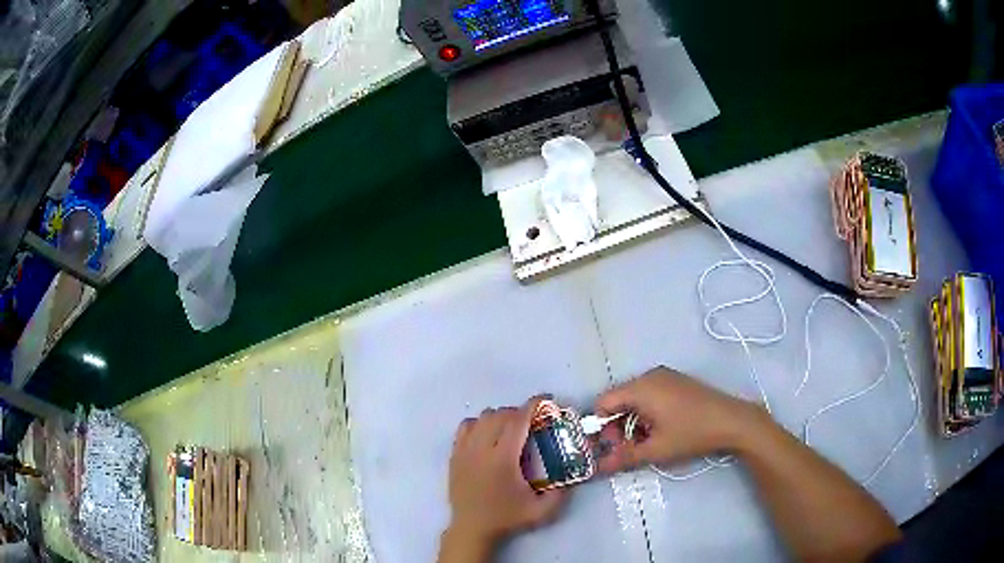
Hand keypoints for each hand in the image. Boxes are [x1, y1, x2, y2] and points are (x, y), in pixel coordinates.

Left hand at [445, 398, 567, 546]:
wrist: (472, 529)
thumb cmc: (506, 518)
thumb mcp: (541, 510)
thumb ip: (561, 493)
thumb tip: (574, 475)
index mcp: (502, 459)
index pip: (518, 420)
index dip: (533, 405)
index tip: (546, 399)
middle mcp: (480, 449)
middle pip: (499, 414)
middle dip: (519, 412)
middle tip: (532, 423)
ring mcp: (464, 451)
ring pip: (480, 418)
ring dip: (498, 418)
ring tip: (509, 430)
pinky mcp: (454, 456)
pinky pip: (464, 427)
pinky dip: (478, 425)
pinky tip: (487, 437)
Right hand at [593, 367, 763, 472]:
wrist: (732, 420)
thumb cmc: (691, 433)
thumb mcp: (656, 450)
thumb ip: (624, 457)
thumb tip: (598, 468)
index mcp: (641, 388)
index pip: (604, 401)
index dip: (600, 425)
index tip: (608, 446)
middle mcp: (650, 376)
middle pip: (619, 400)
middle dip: (617, 426)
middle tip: (627, 448)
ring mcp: (665, 377)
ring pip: (635, 399)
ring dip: (633, 421)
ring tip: (646, 442)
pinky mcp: (677, 382)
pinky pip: (650, 395)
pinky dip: (647, 413)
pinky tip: (660, 430)